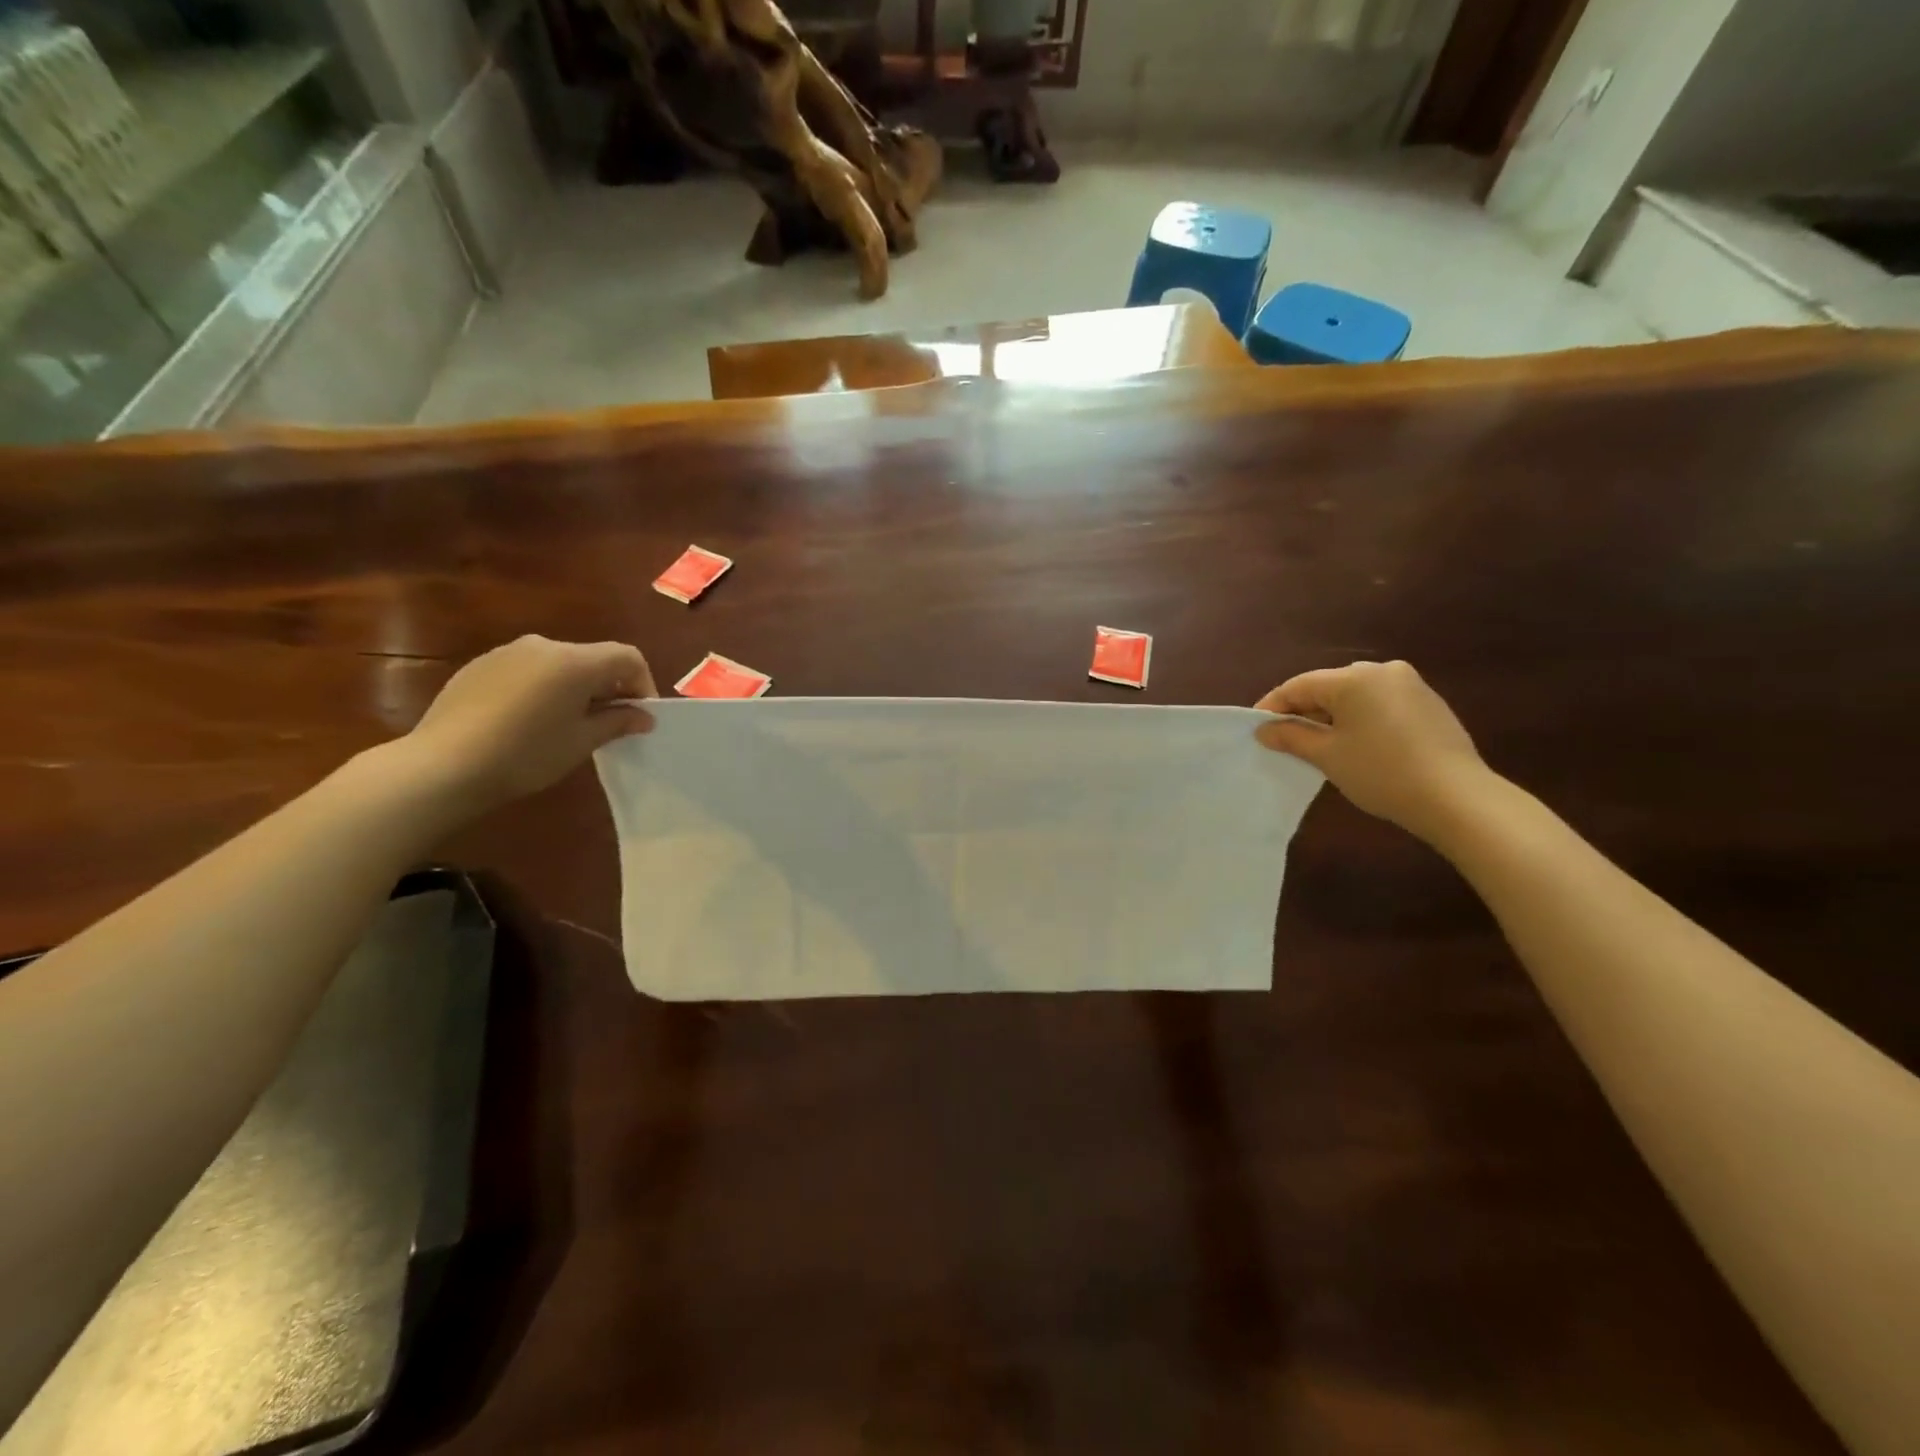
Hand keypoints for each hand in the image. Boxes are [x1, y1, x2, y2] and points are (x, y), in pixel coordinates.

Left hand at [403, 636, 655, 814]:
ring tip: (566, 723)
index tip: (639, 716)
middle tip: (607, 723)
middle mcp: (543, 645)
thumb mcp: (582, 742)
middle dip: (608, 687)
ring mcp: (507, 652)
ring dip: (575, 687)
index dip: (643, 684)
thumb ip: (618, 722)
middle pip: (592, 658)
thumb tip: (643, 716)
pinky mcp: (480, 665)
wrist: (443, 765)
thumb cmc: (526, 754)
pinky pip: (527, 670)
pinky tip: (527, 721)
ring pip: (559, 664)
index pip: (627, 657)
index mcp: (575, 661)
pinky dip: (542, 688)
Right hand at [1254, 660, 1492, 843]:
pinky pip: (1380, 704)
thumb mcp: (1327, 755)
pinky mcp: (1429, 704)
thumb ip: (1292, 737)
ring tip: (1319, 745)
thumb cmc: (1381, 772)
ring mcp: (1411, 685)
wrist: (1456, 797)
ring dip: (1332, 716)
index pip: (1299, 686)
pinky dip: (1360, 719)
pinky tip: (1357, 745)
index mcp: (1354, 677)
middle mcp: (1383, 671)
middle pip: (1328, 686)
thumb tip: (1265, 730)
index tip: (1256, 729)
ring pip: (1356, 695)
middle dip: (1303, 711)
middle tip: (1285, 739)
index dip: (1273, 706)